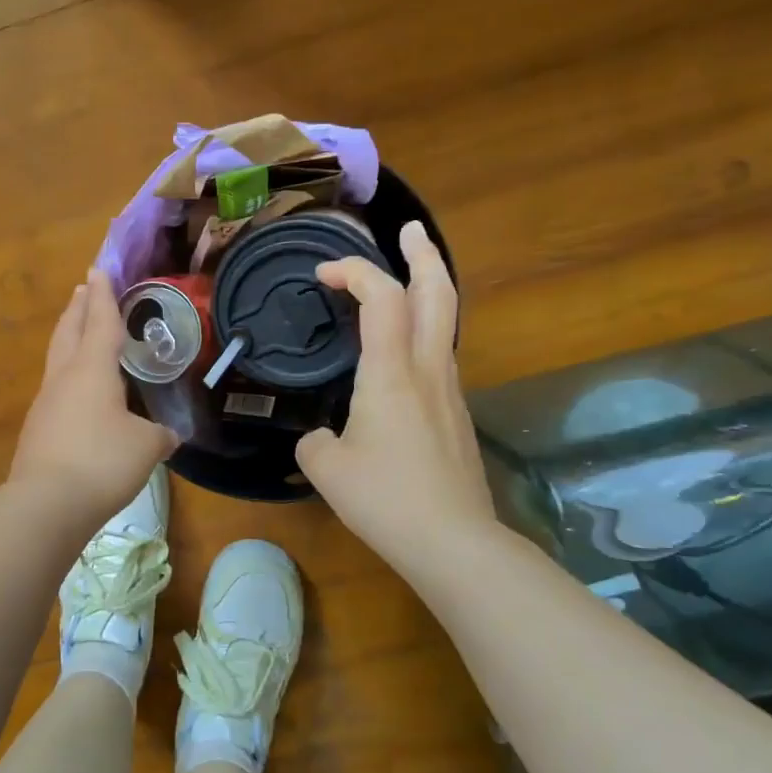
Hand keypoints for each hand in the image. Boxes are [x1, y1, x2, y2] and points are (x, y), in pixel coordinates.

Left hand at [11, 268, 179, 522]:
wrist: (46, 505)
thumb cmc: (102, 462)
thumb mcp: (146, 446)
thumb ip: (160, 435)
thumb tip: (168, 435)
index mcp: (92, 370)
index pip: (100, 322)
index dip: (103, 295)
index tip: (98, 269)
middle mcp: (64, 378)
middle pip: (68, 332)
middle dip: (78, 308)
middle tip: (83, 290)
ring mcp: (45, 404)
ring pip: (57, 360)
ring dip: (69, 339)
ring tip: (79, 333)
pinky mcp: (37, 430)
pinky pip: (56, 390)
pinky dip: (68, 377)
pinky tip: (79, 394)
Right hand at [295, 222, 497, 574]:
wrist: (453, 541)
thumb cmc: (384, 499)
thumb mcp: (325, 468)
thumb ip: (314, 441)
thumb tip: (322, 437)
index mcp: (391, 373)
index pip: (382, 297)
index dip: (355, 271)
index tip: (323, 274)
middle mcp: (429, 370)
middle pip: (438, 293)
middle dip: (423, 254)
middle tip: (409, 231)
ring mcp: (451, 392)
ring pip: (446, 324)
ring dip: (428, 292)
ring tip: (404, 285)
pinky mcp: (457, 417)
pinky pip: (441, 357)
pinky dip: (424, 333)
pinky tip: (402, 357)